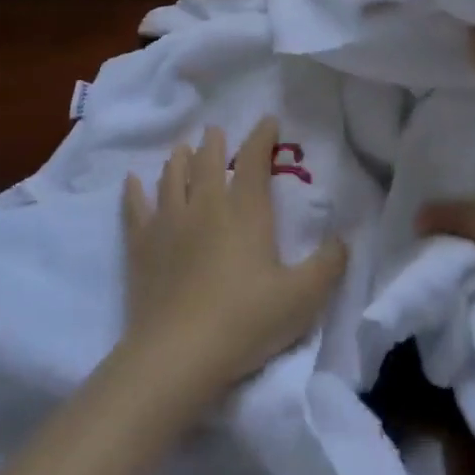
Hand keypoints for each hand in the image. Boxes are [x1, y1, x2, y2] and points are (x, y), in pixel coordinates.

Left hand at [120, 119, 347, 400]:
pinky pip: (135, 208)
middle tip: (215, 132)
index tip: (267, 121)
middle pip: (207, 161)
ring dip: (179, 160)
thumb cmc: (246, 321)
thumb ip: (328, 265)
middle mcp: (205, 204)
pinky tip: (132, 181)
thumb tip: (342, 240)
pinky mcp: (142, 245)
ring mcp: (169, 222)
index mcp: (245, 210)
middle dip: (214, 143)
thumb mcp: (302, 298)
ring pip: (172, 177)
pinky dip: (134, 192)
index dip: (261, 137)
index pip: (254, 160)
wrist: (179, 353)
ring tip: (182, 149)